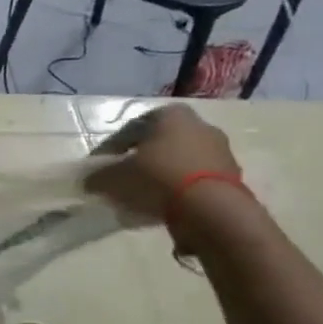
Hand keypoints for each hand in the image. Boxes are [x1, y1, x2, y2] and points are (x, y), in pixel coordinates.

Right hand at [84, 103, 239, 225]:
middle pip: (159, 143)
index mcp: (170, 114)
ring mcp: (221, 150)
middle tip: (123, 180)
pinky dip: (180, 189)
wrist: (211, 209)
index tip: (100, 168)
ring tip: (143, 196)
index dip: (111, 149)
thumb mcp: (115, 177)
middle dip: (140, 160)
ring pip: (179, 161)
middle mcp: (199, 125)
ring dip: (161, 175)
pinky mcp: (232, 176)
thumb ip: (98, 177)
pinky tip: (165, 206)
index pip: (131, 129)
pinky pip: (196, 180)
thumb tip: (90, 182)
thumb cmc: (158, 178)